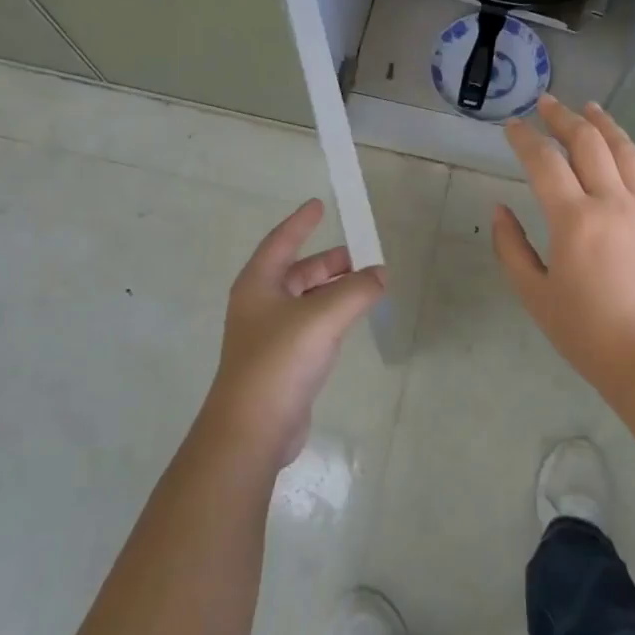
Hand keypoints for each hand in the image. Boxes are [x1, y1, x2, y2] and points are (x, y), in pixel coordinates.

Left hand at [206, 199, 386, 470]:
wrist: (252, 429)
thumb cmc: (280, 360)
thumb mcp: (322, 318)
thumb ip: (356, 291)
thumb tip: (381, 274)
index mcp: (258, 284)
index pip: (281, 241)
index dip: (301, 222)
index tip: (319, 204)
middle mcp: (260, 304)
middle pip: (298, 271)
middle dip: (328, 262)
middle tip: (362, 257)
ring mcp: (269, 334)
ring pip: (306, 299)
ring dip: (333, 289)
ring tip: (366, 286)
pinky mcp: (282, 361)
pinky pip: (310, 325)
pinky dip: (331, 315)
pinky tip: (351, 320)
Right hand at [493, 95, 634, 399]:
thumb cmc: (587, 333)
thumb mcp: (535, 294)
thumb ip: (511, 248)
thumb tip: (499, 209)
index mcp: (574, 219)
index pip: (544, 162)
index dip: (525, 138)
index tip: (512, 125)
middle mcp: (613, 202)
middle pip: (589, 143)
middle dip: (564, 118)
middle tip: (548, 104)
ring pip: (628, 152)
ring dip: (607, 125)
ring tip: (591, 108)